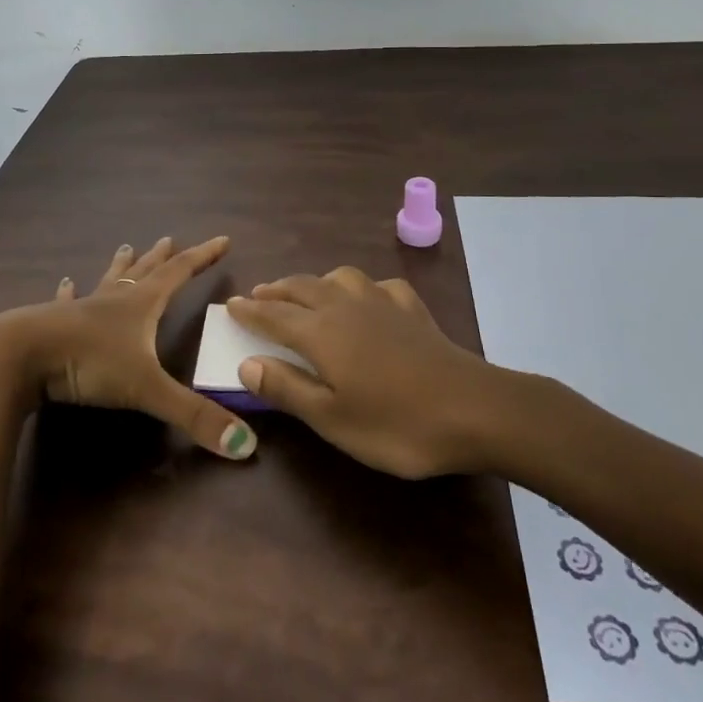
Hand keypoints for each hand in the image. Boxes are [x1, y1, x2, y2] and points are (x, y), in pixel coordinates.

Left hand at [0, 236, 256, 459]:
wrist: (20, 356)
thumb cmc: (89, 362)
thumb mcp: (147, 390)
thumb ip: (194, 415)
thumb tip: (246, 446)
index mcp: (141, 305)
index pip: (180, 273)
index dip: (203, 257)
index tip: (223, 240)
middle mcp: (114, 300)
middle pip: (145, 271)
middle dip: (162, 257)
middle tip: (170, 239)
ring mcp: (81, 309)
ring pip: (108, 281)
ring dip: (121, 266)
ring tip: (126, 247)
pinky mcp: (52, 323)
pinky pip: (66, 302)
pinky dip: (70, 292)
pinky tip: (65, 283)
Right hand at [225, 267, 510, 478]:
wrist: (472, 408)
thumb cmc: (395, 424)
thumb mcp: (332, 418)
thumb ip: (287, 389)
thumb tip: (246, 363)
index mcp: (321, 333)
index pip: (275, 316)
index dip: (250, 311)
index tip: (230, 305)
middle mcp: (346, 307)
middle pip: (302, 288)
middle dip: (276, 291)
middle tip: (259, 295)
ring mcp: (383, 303)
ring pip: (339, 277)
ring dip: (315, 281)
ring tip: (306, 292)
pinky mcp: (412, 309)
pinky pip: (378, 285)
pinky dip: (361, 287)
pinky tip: (366, 299)